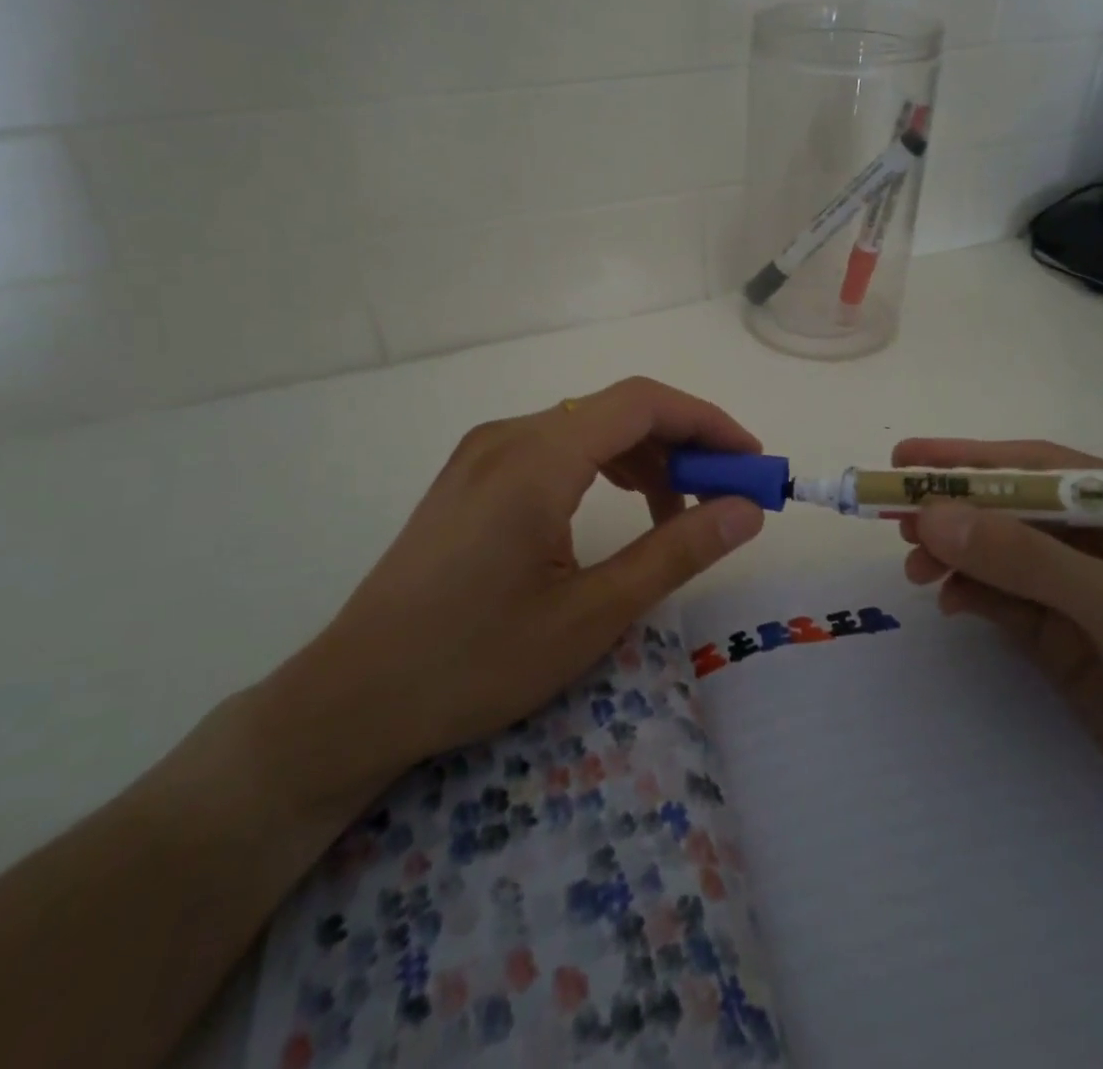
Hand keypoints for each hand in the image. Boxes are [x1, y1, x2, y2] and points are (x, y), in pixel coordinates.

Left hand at [254, 378, 765, 821]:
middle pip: (616, 410)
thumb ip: (676, 551)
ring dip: (643, 459)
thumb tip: (746, 509)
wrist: (352, 699)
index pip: (643, 403)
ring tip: (675, 516)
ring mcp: (483, 453)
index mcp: (537, 457)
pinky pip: (554, 449)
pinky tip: (616, 512)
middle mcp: (508, 435)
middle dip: (681, 445)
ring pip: (586, 428)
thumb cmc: (476, 661)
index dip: (708, 423)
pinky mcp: (470, 476)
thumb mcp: (591, 614)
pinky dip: (601, 469)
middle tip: (723, 499)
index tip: (751, 463)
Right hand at [895, 438, 1102, 871]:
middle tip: (892, 513)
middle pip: (1015, 510)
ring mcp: (1086, 594)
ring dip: (957, 554)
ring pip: (1003, 557)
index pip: (1043, 468)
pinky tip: (948, 601)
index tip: (908, 456)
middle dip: (956, 509)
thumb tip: (931, 516)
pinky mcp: (1068, 641)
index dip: (973, 459)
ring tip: (914, 564)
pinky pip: (1006, 602)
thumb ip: (1026, 559)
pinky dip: (972, 595)